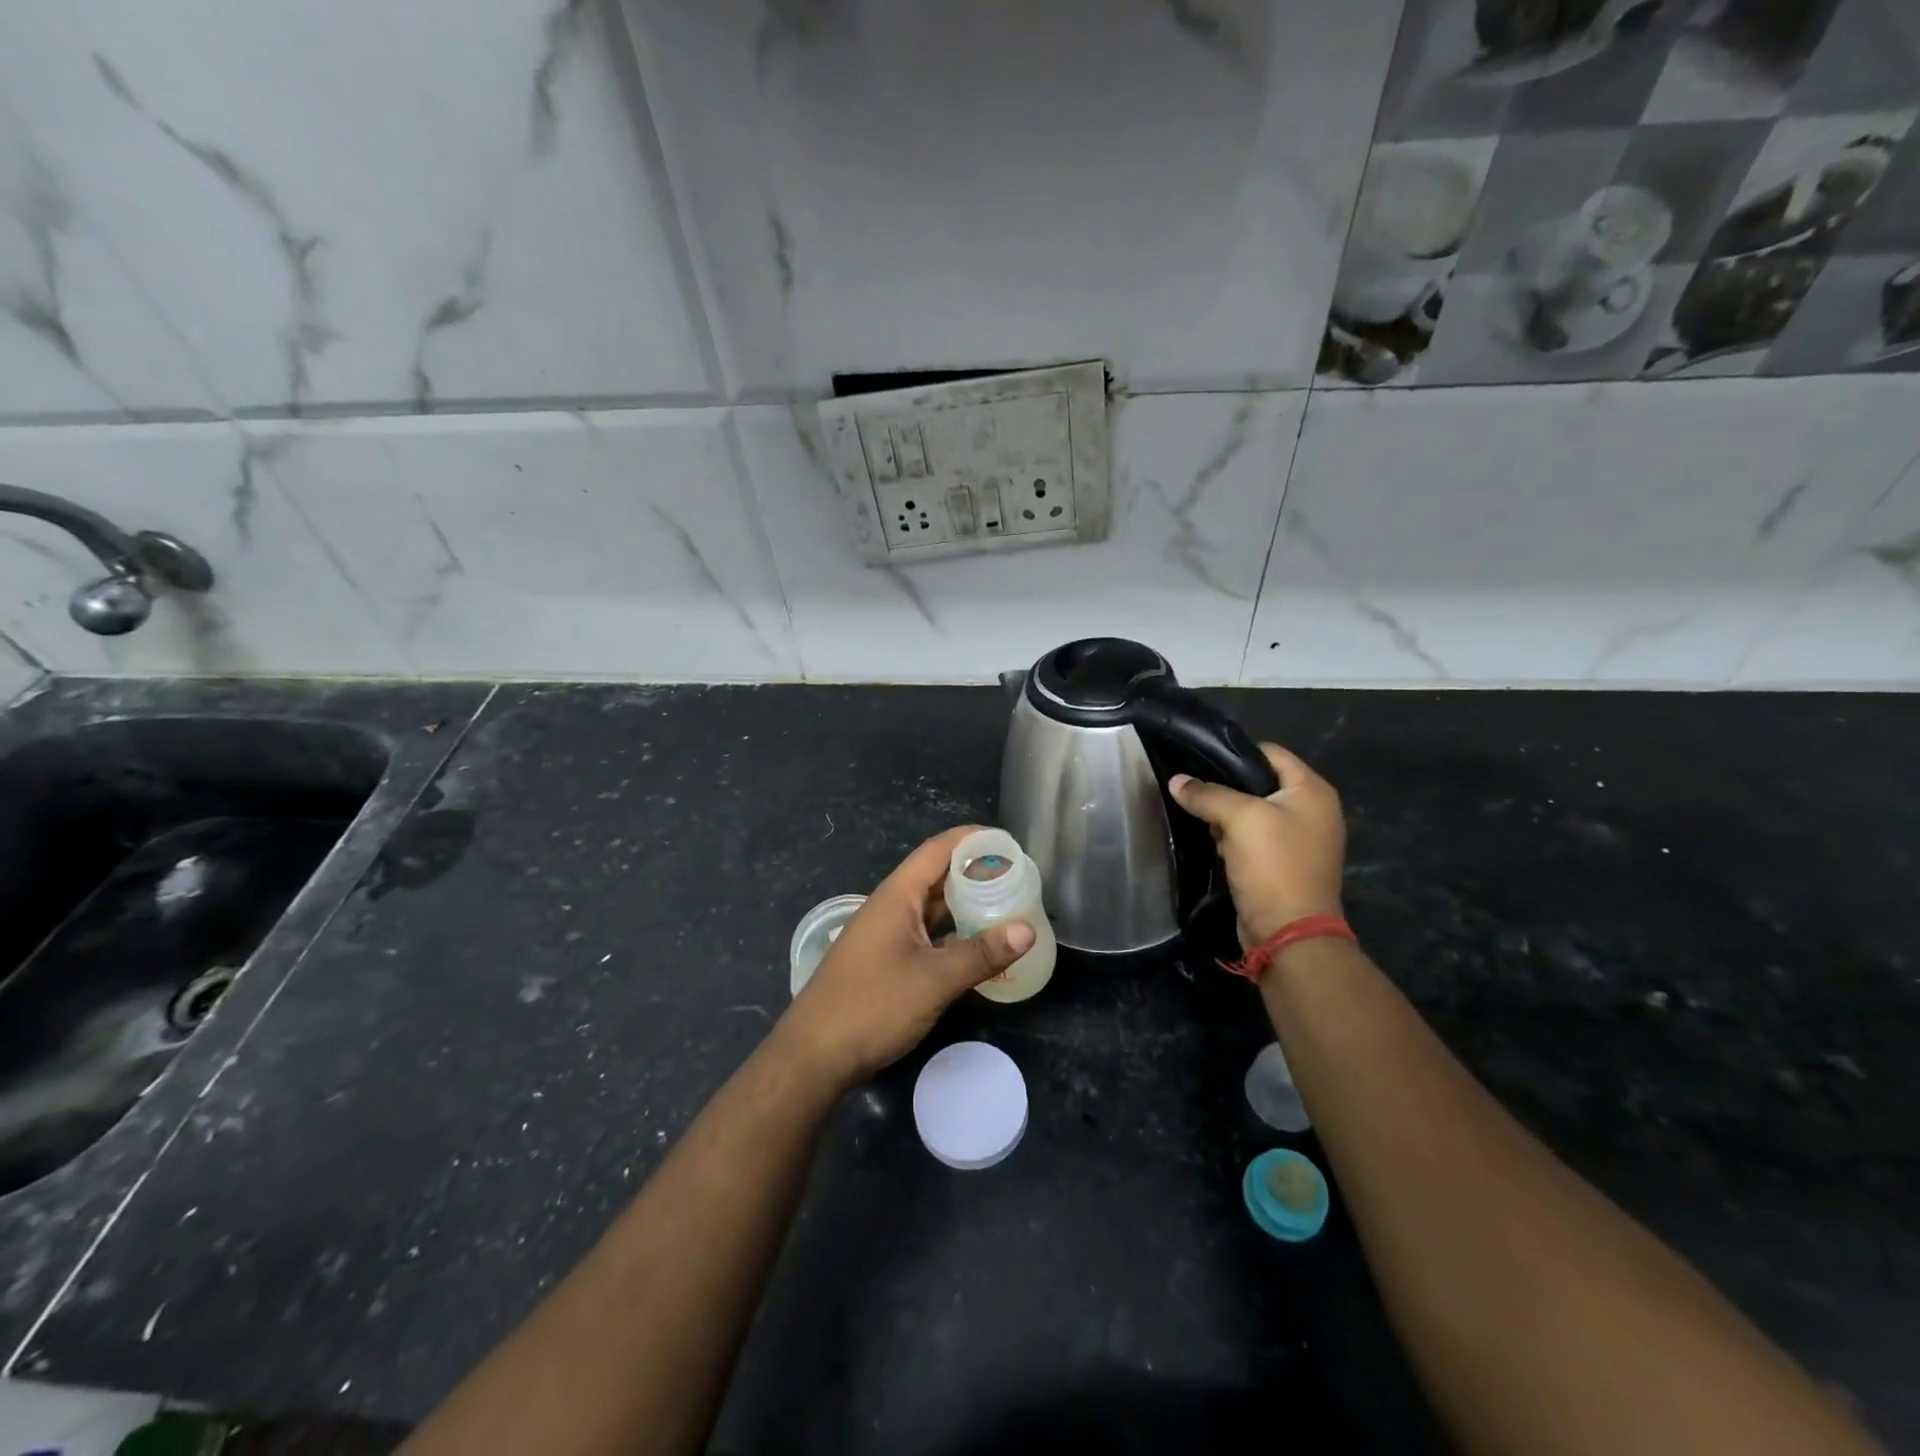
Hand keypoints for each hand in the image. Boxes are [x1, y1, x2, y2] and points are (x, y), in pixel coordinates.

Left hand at [775, 826, 1034, 1087]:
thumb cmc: (872, 1006)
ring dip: (966, 904)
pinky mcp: (886, 960)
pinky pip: (926, 934)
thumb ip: (980, 954)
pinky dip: (953, 933)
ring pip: (933, 907)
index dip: (974, 839)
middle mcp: (891, 906)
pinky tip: (978, 947)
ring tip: (1007, 906)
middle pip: (937, 875)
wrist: (814, 1055)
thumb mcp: (933, 980)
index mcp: (897, 895)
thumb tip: (1028, 930)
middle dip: (976, 872)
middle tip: (1018, 878)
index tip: (1011, 842)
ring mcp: (886, 934)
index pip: (939, 849)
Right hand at [1169, 743, 1345, 948]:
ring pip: (1252, 813)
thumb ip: (1207, 794)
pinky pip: (1252, 839)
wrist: (1288, 933)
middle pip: (1259, 783)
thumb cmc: (1273, 865)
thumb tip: (1176, 781)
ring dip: (1225, 815)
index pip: (1271, 753)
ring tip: (1195, 814)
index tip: (1198, 758)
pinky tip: (1209, 841)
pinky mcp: (1282, 864)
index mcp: (1312, 791)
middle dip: (1225, 786)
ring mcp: (1298, 840)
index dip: (1235, 752)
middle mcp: (1311, 811)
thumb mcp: (1239, 820)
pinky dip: (1231, 838)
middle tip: (1191, 788)